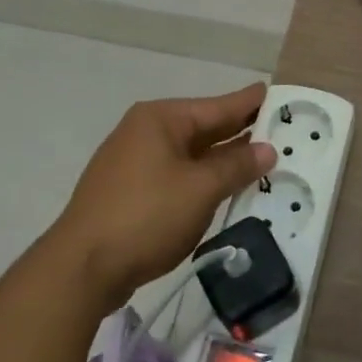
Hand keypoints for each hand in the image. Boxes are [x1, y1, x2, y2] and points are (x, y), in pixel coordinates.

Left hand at [45, 83, 276, 310]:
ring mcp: (134, 163)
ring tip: (261, 158)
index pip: (217, 106)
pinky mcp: (130, 193)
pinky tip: (224, 188)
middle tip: (280, 128)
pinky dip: (202, 179)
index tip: (277, 94)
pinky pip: (177, 176)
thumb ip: (236, 166)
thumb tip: (267, 149)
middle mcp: (145, 132)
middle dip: (240, 132)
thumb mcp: (201, 189)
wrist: (82, 268)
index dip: (250, 102)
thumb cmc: (146, 216)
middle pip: (203, 128)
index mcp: (161, 119)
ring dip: (223, 160)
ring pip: (191, 155)